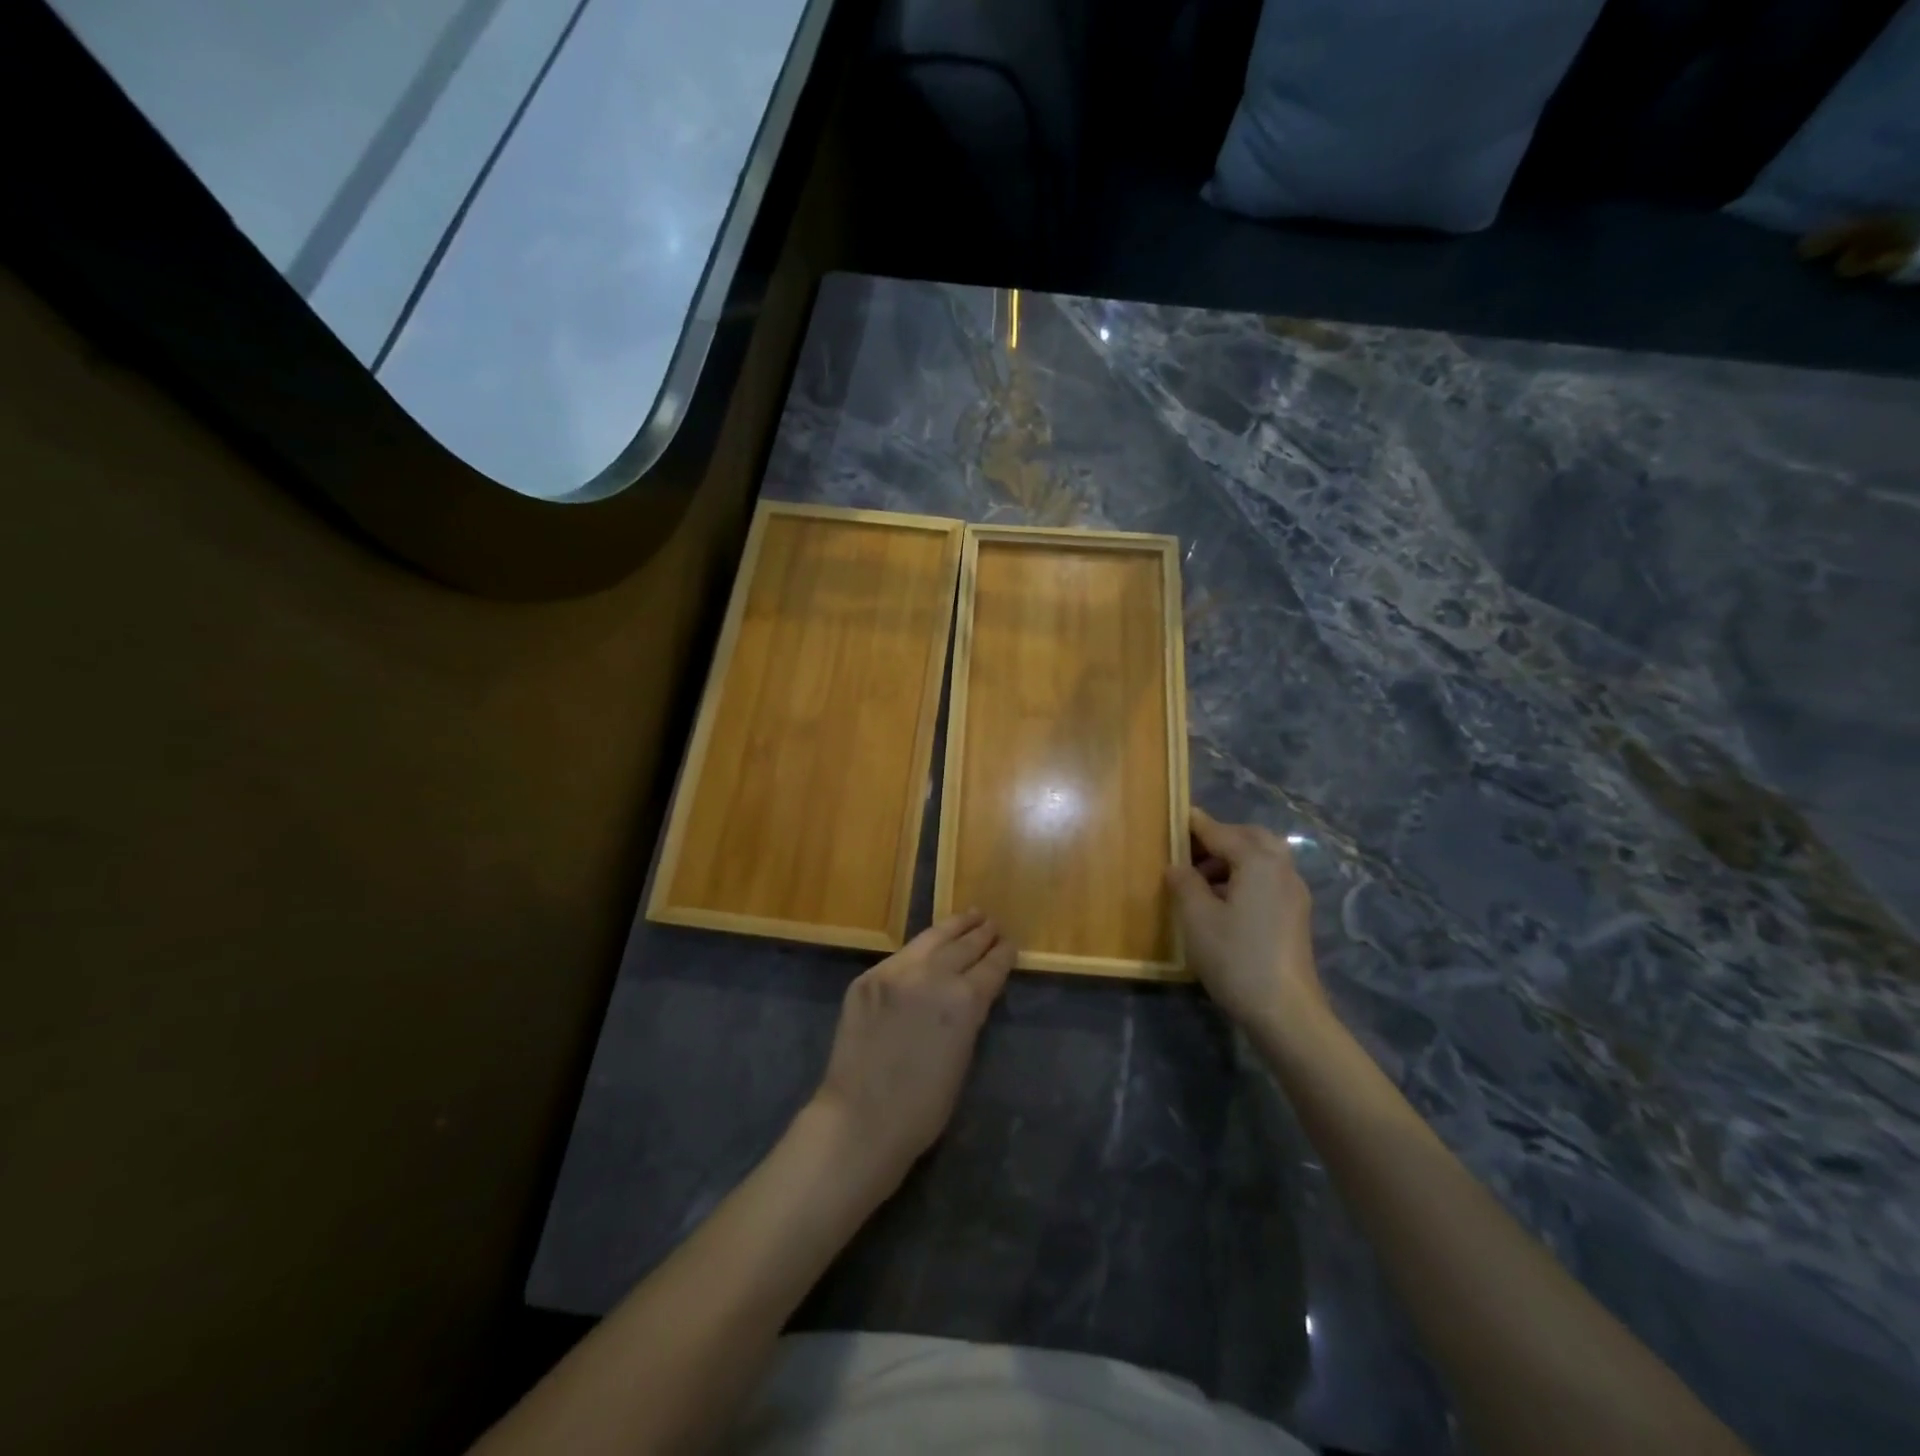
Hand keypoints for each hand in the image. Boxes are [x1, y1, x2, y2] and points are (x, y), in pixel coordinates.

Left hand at [809, 909, 1014, 1192]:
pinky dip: (921, 948)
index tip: (1010, 944)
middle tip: (993, 924)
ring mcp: (895, 973)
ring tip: (971, 916)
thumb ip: (969, 1016)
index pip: (990, 967)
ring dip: (954, 927)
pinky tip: (929, 944)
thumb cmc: (923, 1107)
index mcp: (963, 1001)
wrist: (860, 1119)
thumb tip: (972, 992)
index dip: (1003, 955)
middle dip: (981, 934)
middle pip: (963, 946)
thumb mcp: (963, 1058)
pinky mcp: (868, 978)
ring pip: (931, 939)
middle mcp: (931, 976)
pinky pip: (902, 955)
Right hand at [1167, 807, 1330, 1049]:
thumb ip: (1184, 882)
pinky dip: (1244, 876)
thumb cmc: (1236, 957)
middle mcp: (1282, 869)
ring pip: (1262, 858)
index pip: (1221, 832)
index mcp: (1258, 861)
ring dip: (1232, 858)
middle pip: (1250, 837)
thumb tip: (1178, 866)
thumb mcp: (1197, 917)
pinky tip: (1222, 900)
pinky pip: (1268, 879)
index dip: (1195, 825)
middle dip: (1220, 837)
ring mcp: (1293, 893)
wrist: (1285, 1010)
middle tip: (1188, 850)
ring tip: (1200, 879)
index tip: (1175, 815)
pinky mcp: (1295, 915)